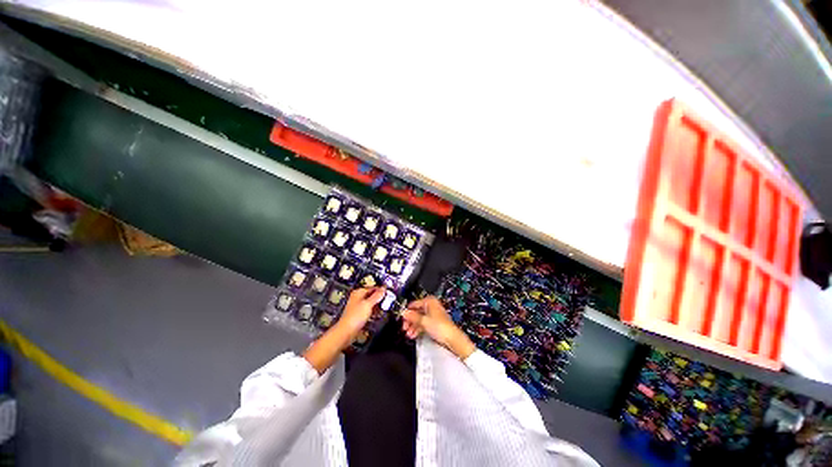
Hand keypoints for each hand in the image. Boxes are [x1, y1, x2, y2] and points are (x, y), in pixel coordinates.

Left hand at [303, 286, 384, 373]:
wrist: (346, 332)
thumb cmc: (355, 317)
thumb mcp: (368, 304)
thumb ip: (377, 296)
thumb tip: (383, 289)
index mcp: (358, 292)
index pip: (372, 287)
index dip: (380, 289)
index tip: (388, 292)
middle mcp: (357, 298)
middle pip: (371, 294)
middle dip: (380, 297)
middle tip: (388, 299)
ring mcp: (358, 306)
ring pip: (370, 302)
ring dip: (377, 304)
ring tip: (385, 306)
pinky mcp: (359, 314)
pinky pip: (369, 309)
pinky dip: (374, 310)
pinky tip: (378, 313)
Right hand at [402, 296, 475, 359]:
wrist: (451, 338)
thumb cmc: (441, 326)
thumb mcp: (423, 321)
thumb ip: (412, 316)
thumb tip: (404, 313)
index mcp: (430, 301)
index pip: (414, 304)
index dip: (407, 311)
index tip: (402, 318)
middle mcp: (432, 306)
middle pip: (417, 311)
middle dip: (410, 321)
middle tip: (404, 327)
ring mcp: (433, 314)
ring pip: (420, 318)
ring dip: (413, 326)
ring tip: (409, 333)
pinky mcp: (435, 322)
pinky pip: (424, 323)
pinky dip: (418, 328)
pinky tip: (414, 334)